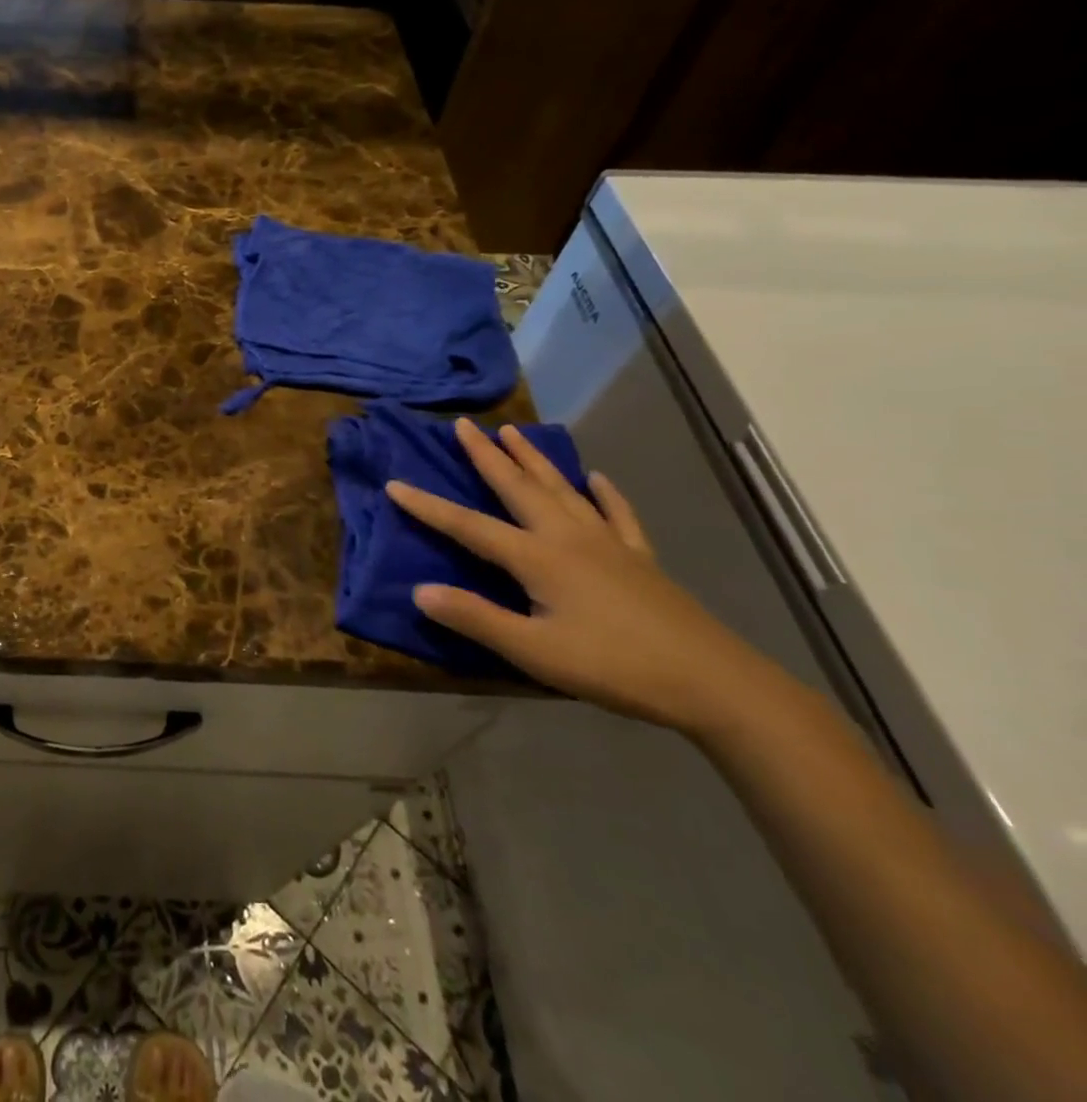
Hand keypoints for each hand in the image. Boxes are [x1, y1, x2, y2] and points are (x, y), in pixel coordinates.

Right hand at [387, 419, 778, 735]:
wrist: (713, 681)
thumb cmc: (613, 666)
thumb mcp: (534, 652)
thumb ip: (475, 618)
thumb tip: (419, 590)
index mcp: (537, 557)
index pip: (468, 526)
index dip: (428, 507)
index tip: (394, 484)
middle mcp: (568, 536)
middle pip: (518, 487)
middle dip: (487, 455)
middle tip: (465, 425)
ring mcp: (607, 543)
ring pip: (561, 489)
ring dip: (534, 460)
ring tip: (514, 432)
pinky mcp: (639, 558)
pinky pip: (616, 514)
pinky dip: (604, 494)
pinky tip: (597, 479)